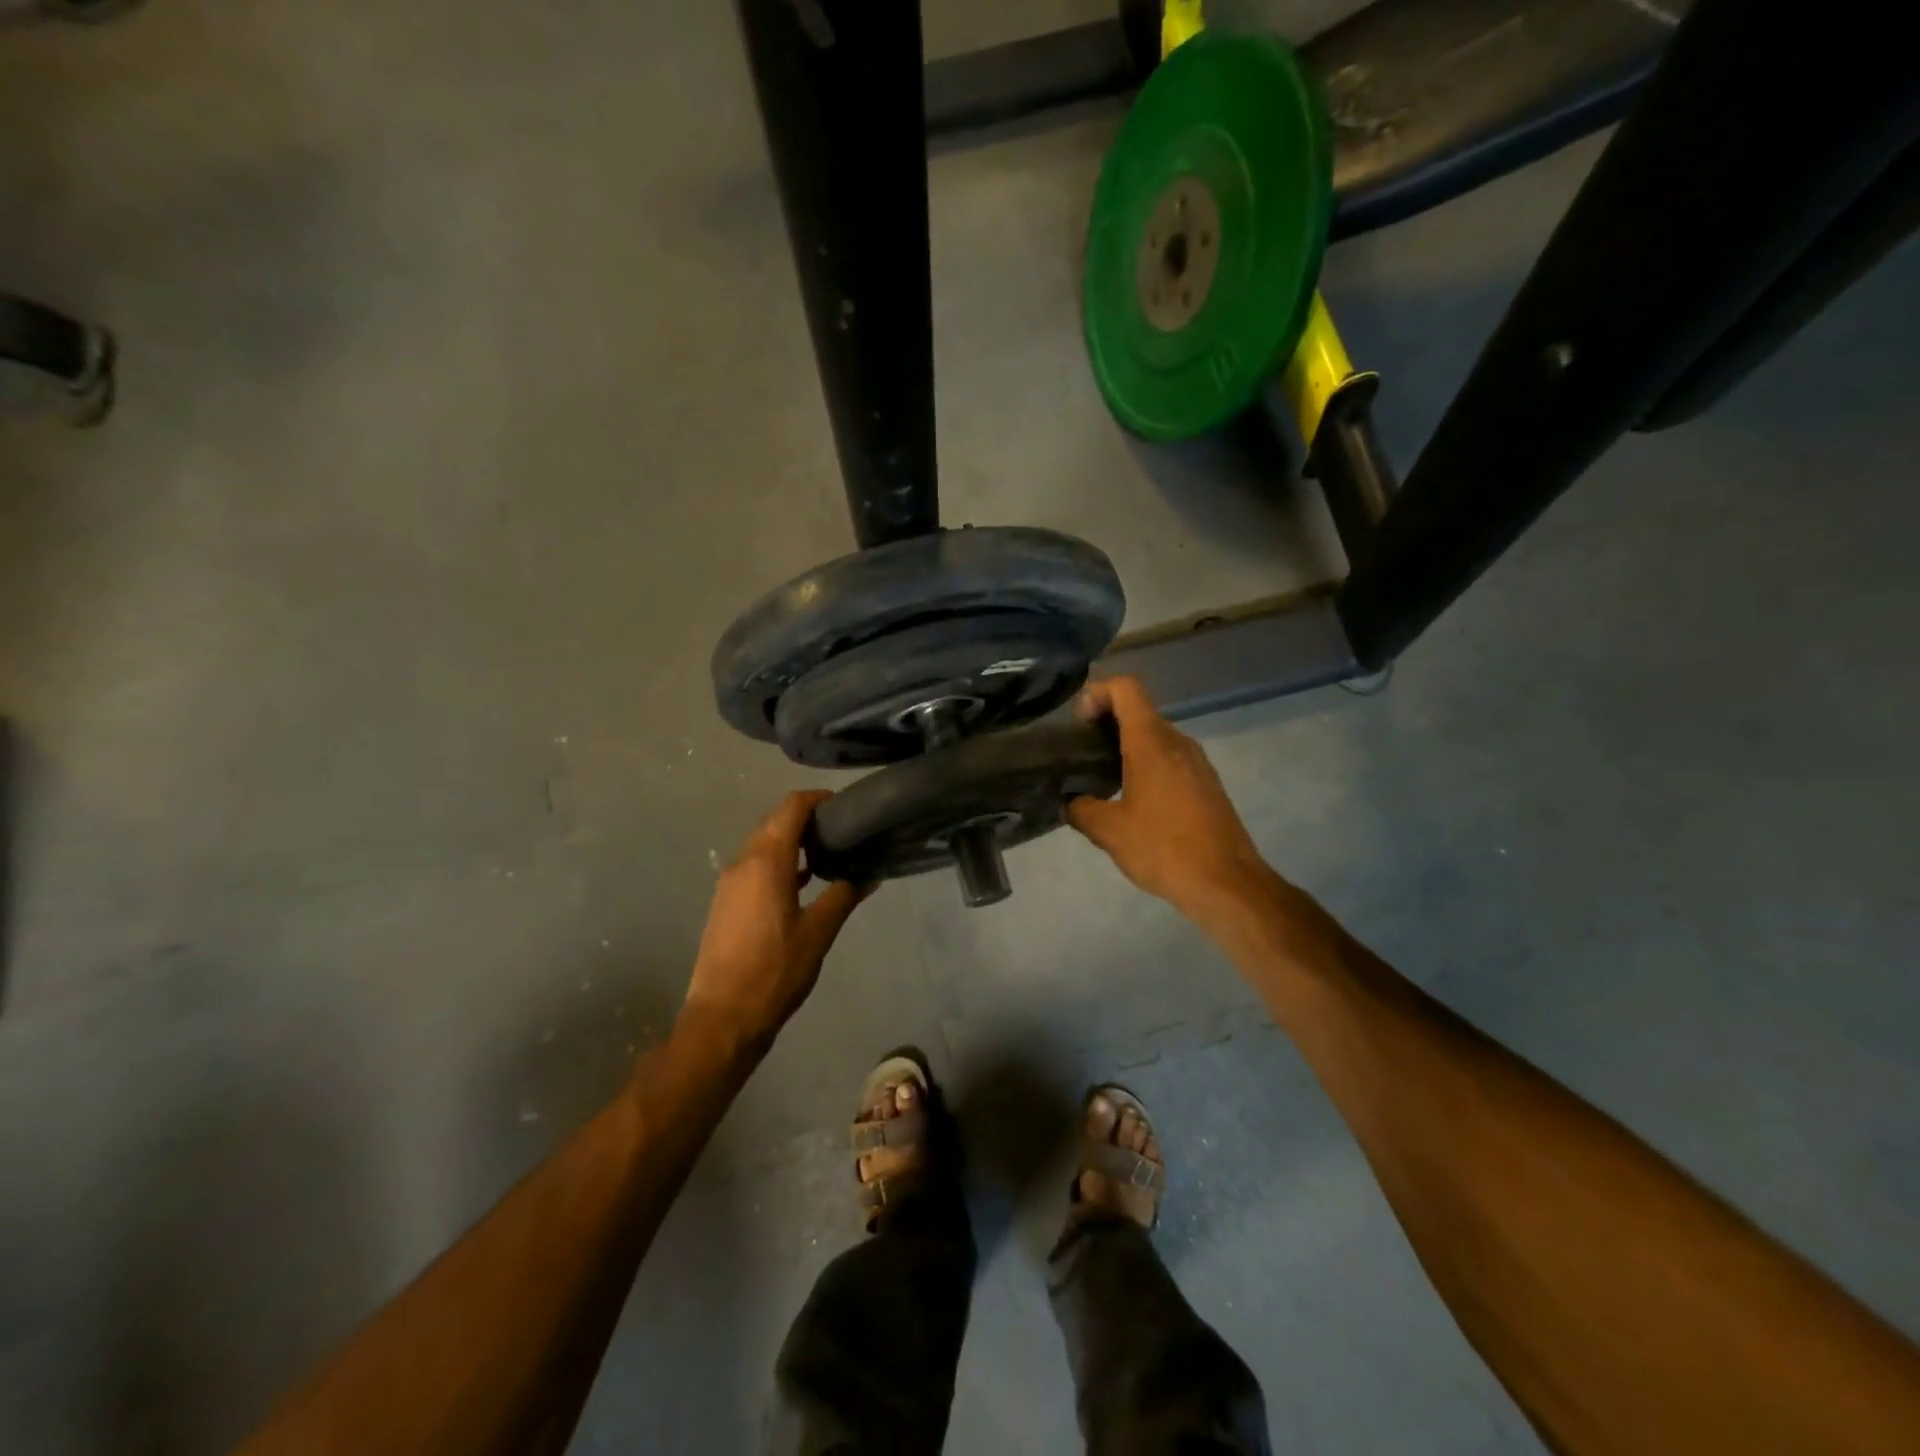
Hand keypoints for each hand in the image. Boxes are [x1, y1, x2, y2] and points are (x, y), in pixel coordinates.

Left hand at [683, 791, 865, 1045]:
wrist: (723, 1018)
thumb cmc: (775, 971)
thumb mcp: (819, 933)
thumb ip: (844, 895)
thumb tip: (870, 874)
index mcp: (766, 861)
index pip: (791, 807)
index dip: (818, 799)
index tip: (845, 806)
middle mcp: (743, 862)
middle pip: (775, 822)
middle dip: (807, 819)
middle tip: (843, 829)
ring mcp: (730, 882)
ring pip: (763, 844)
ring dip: (792, 841)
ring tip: (828, 853)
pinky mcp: (726, 902)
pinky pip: (755, 866)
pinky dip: (779, 863)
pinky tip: (803, 882)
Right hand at [1066, 677, 1270, 918]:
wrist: (1227, 884)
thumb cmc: (1164, 849)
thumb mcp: (1110, 832)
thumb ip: (1080, 809)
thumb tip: (1067, 801)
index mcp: (1152, 742)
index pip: (1126, 688)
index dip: (1097, 694)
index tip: (1080, 726)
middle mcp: (1178, 742)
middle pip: (1138, 712)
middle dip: (1106, 725)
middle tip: (1082, 758)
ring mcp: (1197, 762)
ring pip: (1155, 737)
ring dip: (1126, 748)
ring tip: (1103, 783)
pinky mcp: (1207, 784)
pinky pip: (1171, 759)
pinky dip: (1147, 766)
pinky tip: (1134, 803)